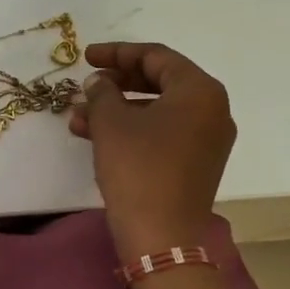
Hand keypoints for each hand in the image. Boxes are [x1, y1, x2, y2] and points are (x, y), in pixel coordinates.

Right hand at [69, 41, 236, 261]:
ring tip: (77, 116)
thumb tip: (99, 82)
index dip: (117, 53)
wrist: (160, 235)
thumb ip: (103, 91)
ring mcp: (206, 139)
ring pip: (156, 110)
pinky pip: (161, 132)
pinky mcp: (195, 163)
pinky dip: (131, 129)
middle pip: (159, 81)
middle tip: (86, 84)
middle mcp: (212, 110)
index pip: (156, 56)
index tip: (86, 57)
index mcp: (199, 90)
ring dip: (117, 109)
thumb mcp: (111, 121)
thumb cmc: (138, 167)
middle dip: (117, 82)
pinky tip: (93, 135)